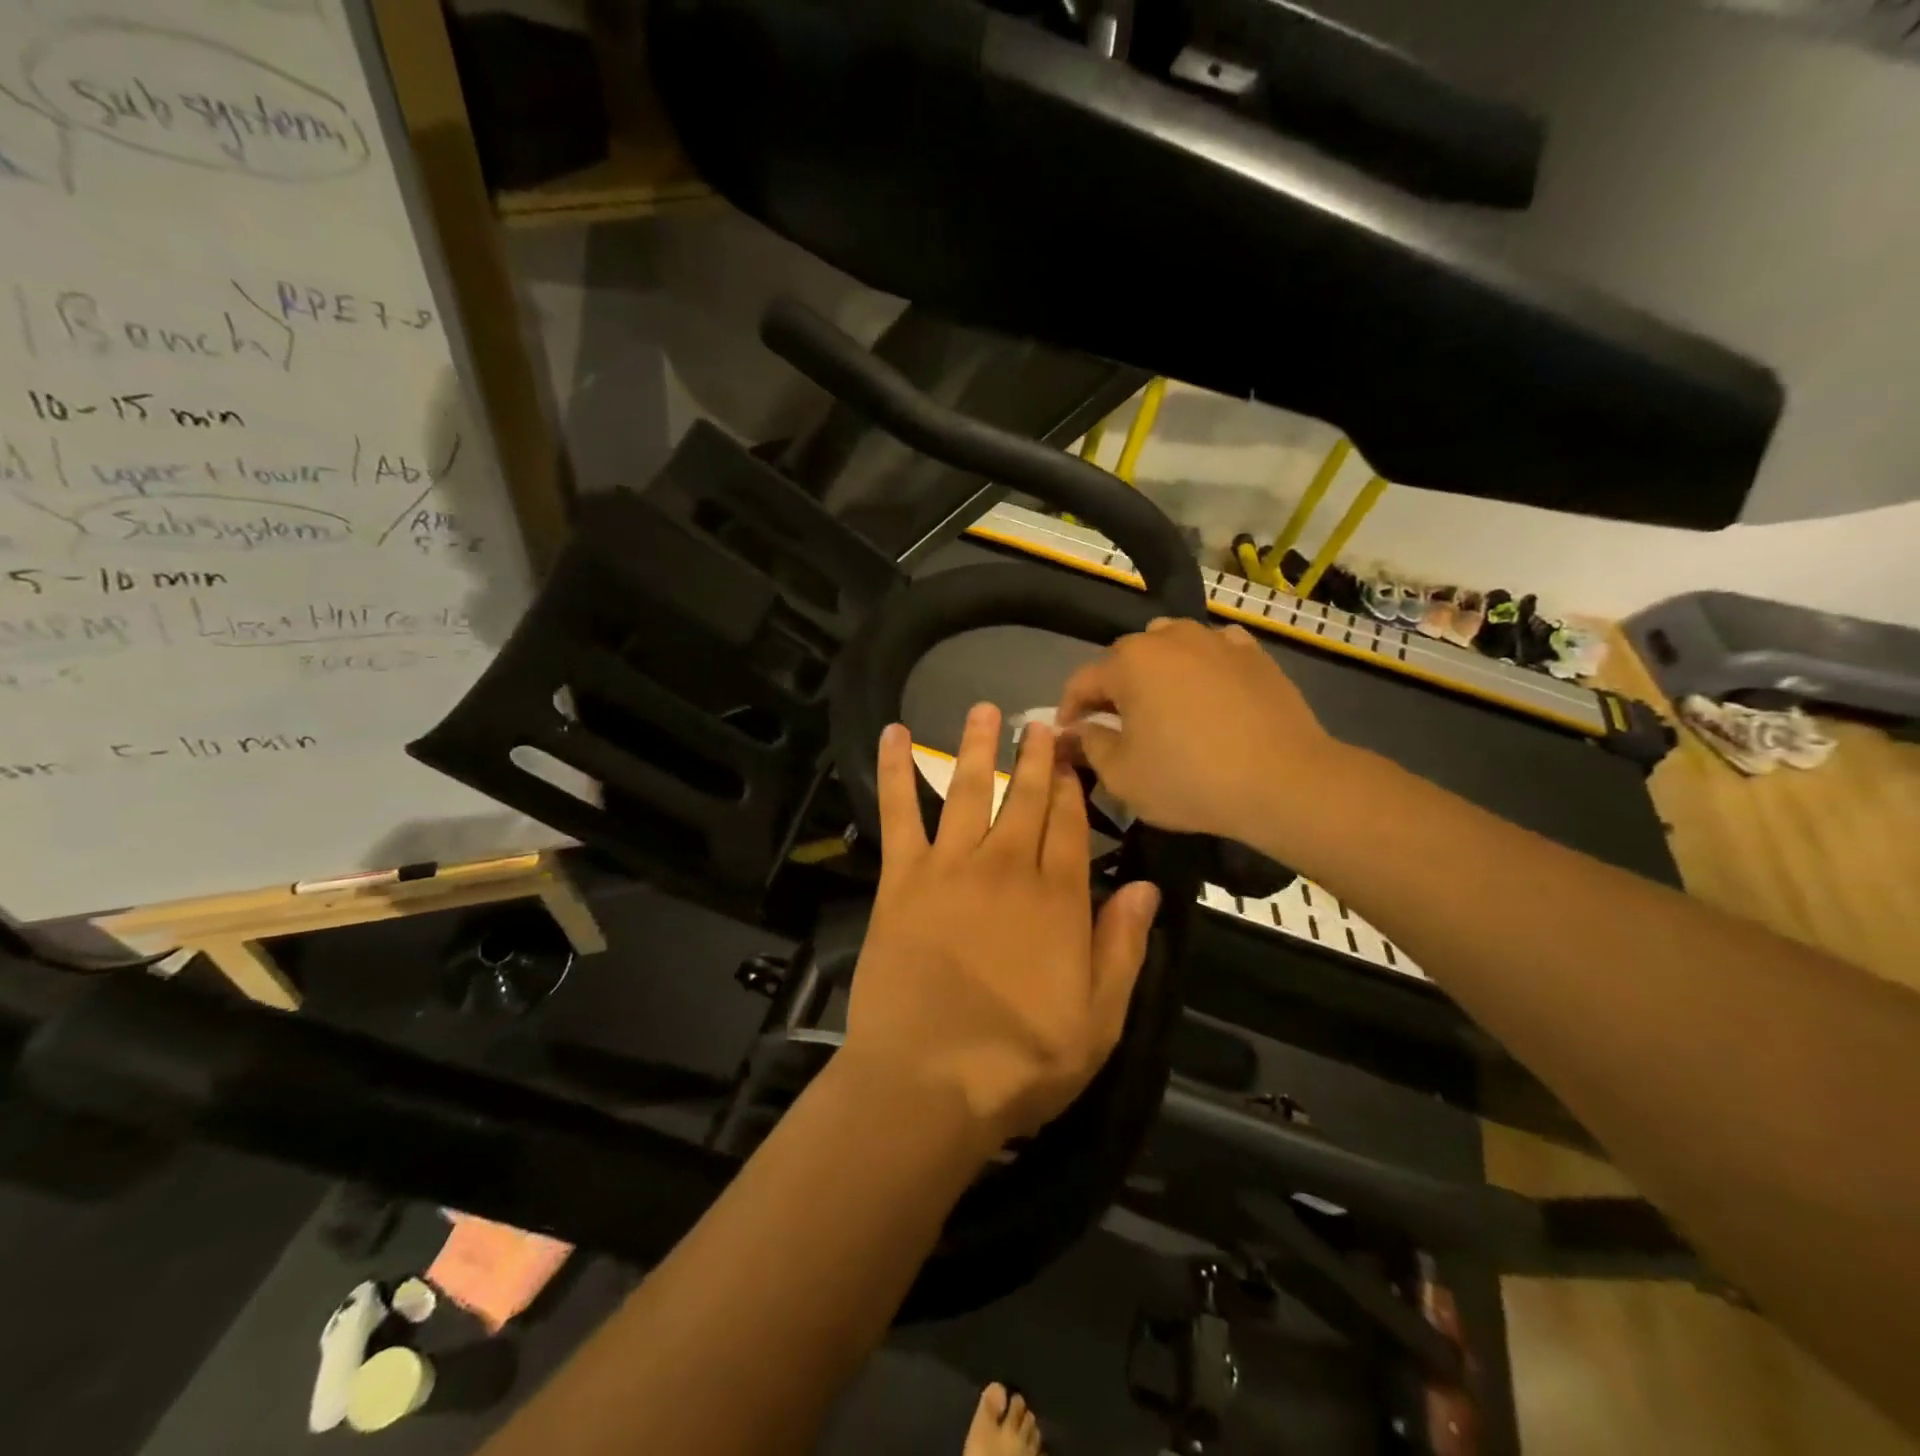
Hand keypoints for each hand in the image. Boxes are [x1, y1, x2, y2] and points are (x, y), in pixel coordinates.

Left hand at [841, 705, 1161, 1147]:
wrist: (927, 1082)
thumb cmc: (1019, 1062)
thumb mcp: (1099, 1021)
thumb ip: (1123, 947)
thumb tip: (1146, 886)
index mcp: (1057, 899)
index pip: (1071, 826)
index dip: (1074, 789)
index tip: (1074, 757)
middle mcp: (1007, 868)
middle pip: (1025, 799)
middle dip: (1035, 757)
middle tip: (1039, 723)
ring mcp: (951, 868)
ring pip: (968, 790)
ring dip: (977, 747)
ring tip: (984, 710)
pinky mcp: (903, 880)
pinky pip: (900, 813)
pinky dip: (896, 770)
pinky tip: (895, 734)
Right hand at [1056, 617, 1342, 847]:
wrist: (1284, 782)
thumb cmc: (1190, 780)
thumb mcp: (1122, 776)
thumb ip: (1089, 746)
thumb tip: (1074, 731)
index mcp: (1129, 663)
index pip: (1082, 681)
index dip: (1069, 709)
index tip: (1070, 735)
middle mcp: (1168, 638)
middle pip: (1125, 659)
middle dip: (1113, 690)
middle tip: (1116, 725)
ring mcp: (1215, 640)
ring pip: (1170, 646)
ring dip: (1157, 671)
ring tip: (1163, 704)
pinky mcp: (1253, 653)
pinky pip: (1213, 650)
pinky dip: (1202, 666)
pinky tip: (1208, 693)